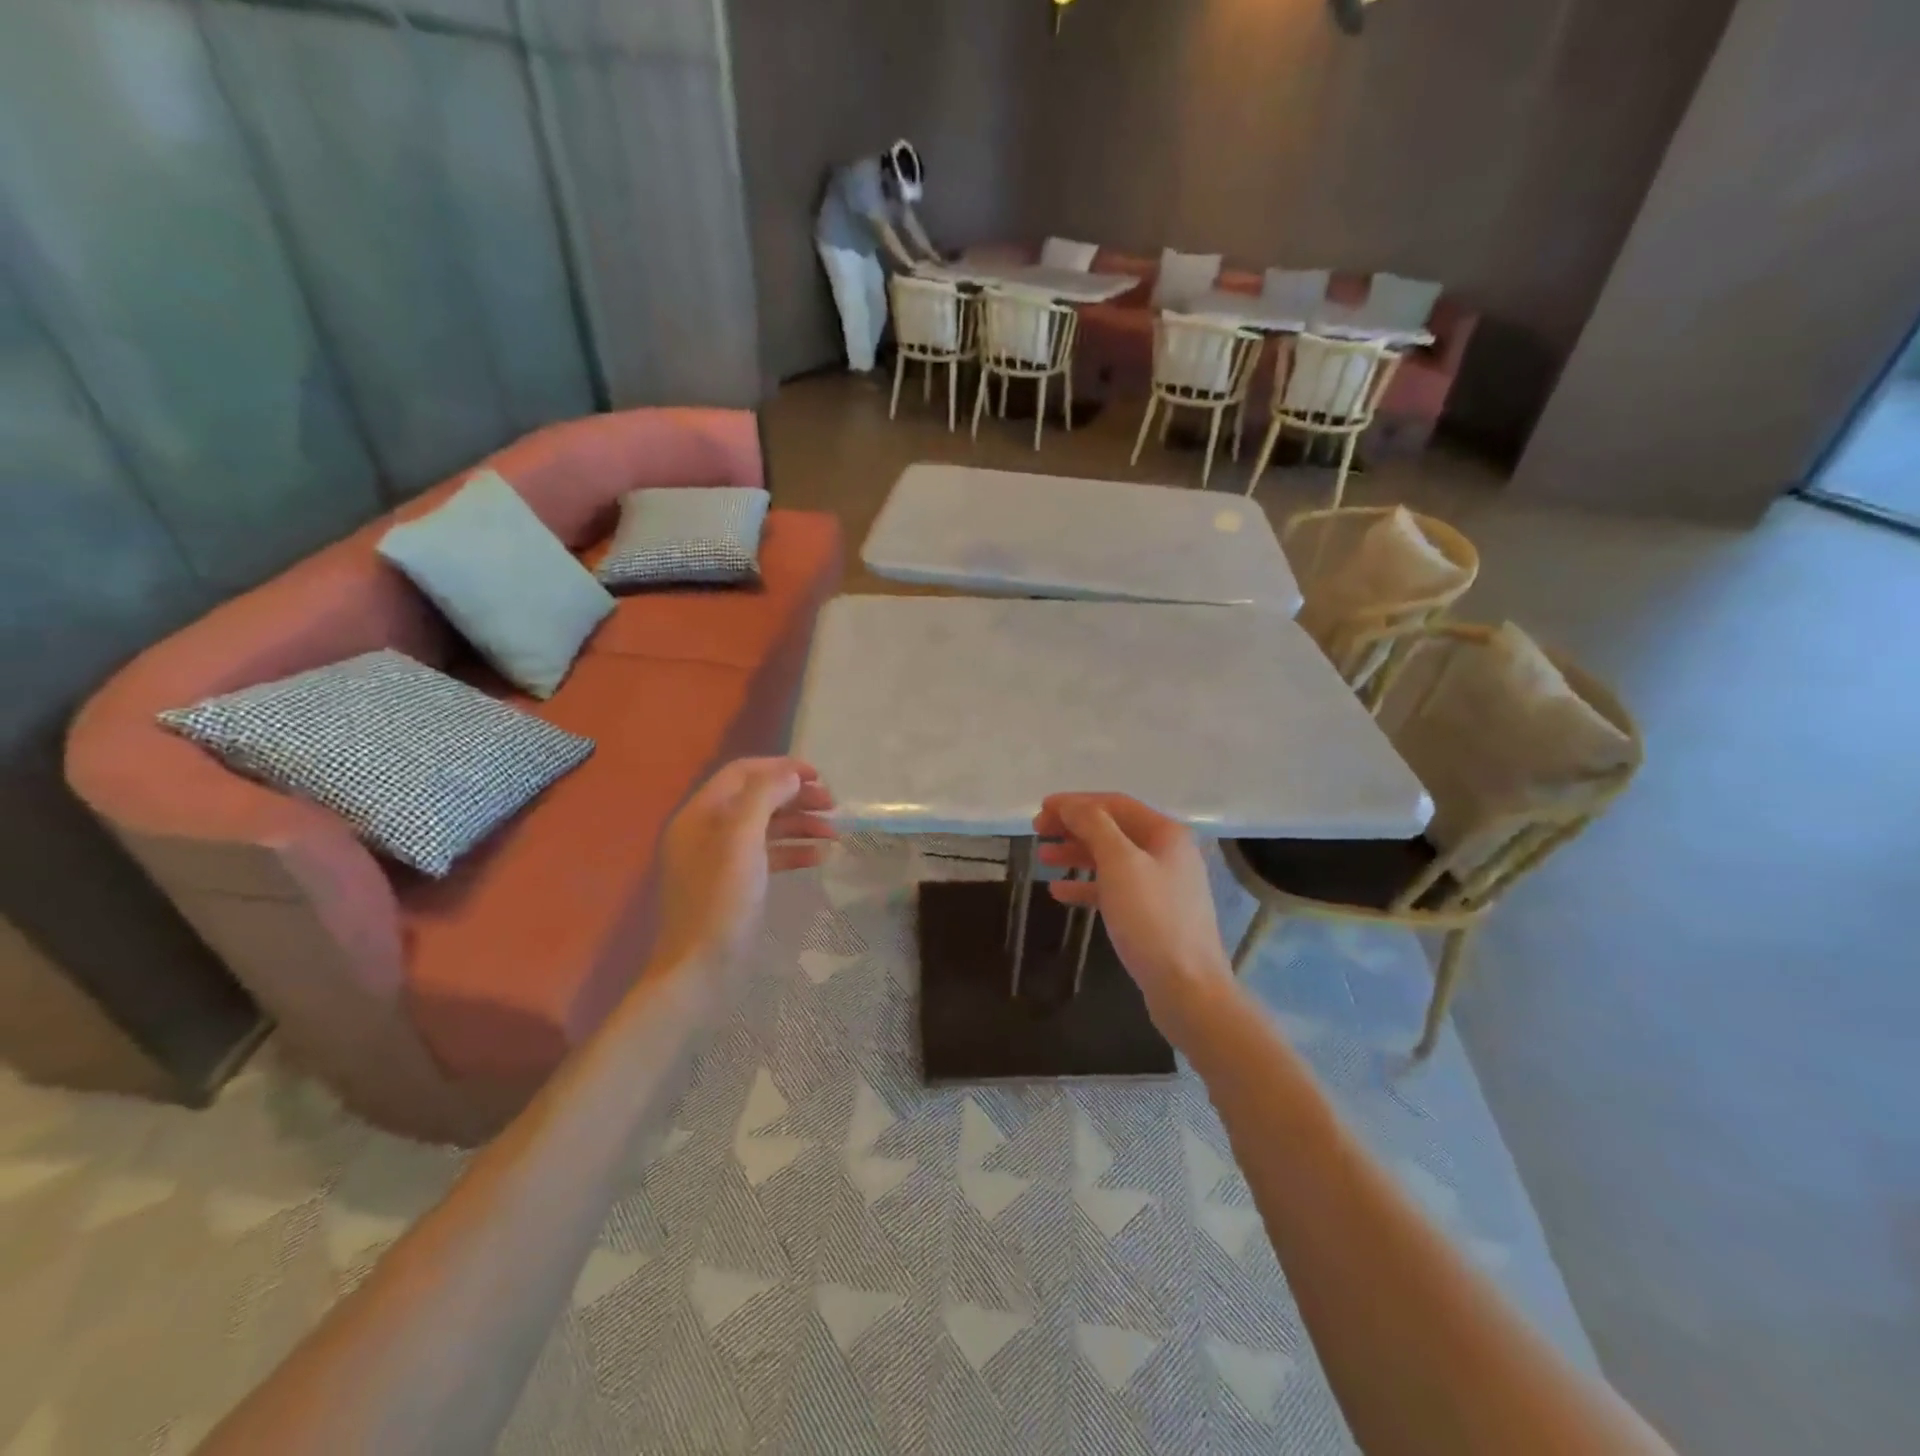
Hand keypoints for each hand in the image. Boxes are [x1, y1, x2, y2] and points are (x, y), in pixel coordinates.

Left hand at [650, 758, 835, 989]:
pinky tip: (819, 857)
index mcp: (701, 813)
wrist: (699, 970)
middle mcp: (707, 830)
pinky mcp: (734, 884)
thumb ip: (764, 798)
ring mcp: (720, 859)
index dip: (781, 768)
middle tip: (833, 806)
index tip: (819, 777)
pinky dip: (793, 851)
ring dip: (800, 824)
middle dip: (796, 797)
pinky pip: (767, 855)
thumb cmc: (719, 901)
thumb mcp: (740, 841)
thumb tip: (790, 774)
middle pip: (757, 798)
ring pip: (766, 827)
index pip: (743, 773)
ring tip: (834, 833)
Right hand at [1035, 794, 1233, 1040]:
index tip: (1041, 809)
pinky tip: (1059, 892)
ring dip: (1076, 854)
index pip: (1114, 804)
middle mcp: (1167, 853)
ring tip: (1043, 858)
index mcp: (1165, 833)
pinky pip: (1115, 889)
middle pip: (1113, 829)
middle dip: (1074, 827)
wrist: (1188, 989)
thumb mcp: (1120, 863)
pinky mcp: (1153, 915)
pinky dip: (1087, 886)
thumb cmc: (1152, 919)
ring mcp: (1162, 885)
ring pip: (1111, 859)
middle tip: (1037, 831)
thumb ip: (1094, 826)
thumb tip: (1072, 804)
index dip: (1076, 803)